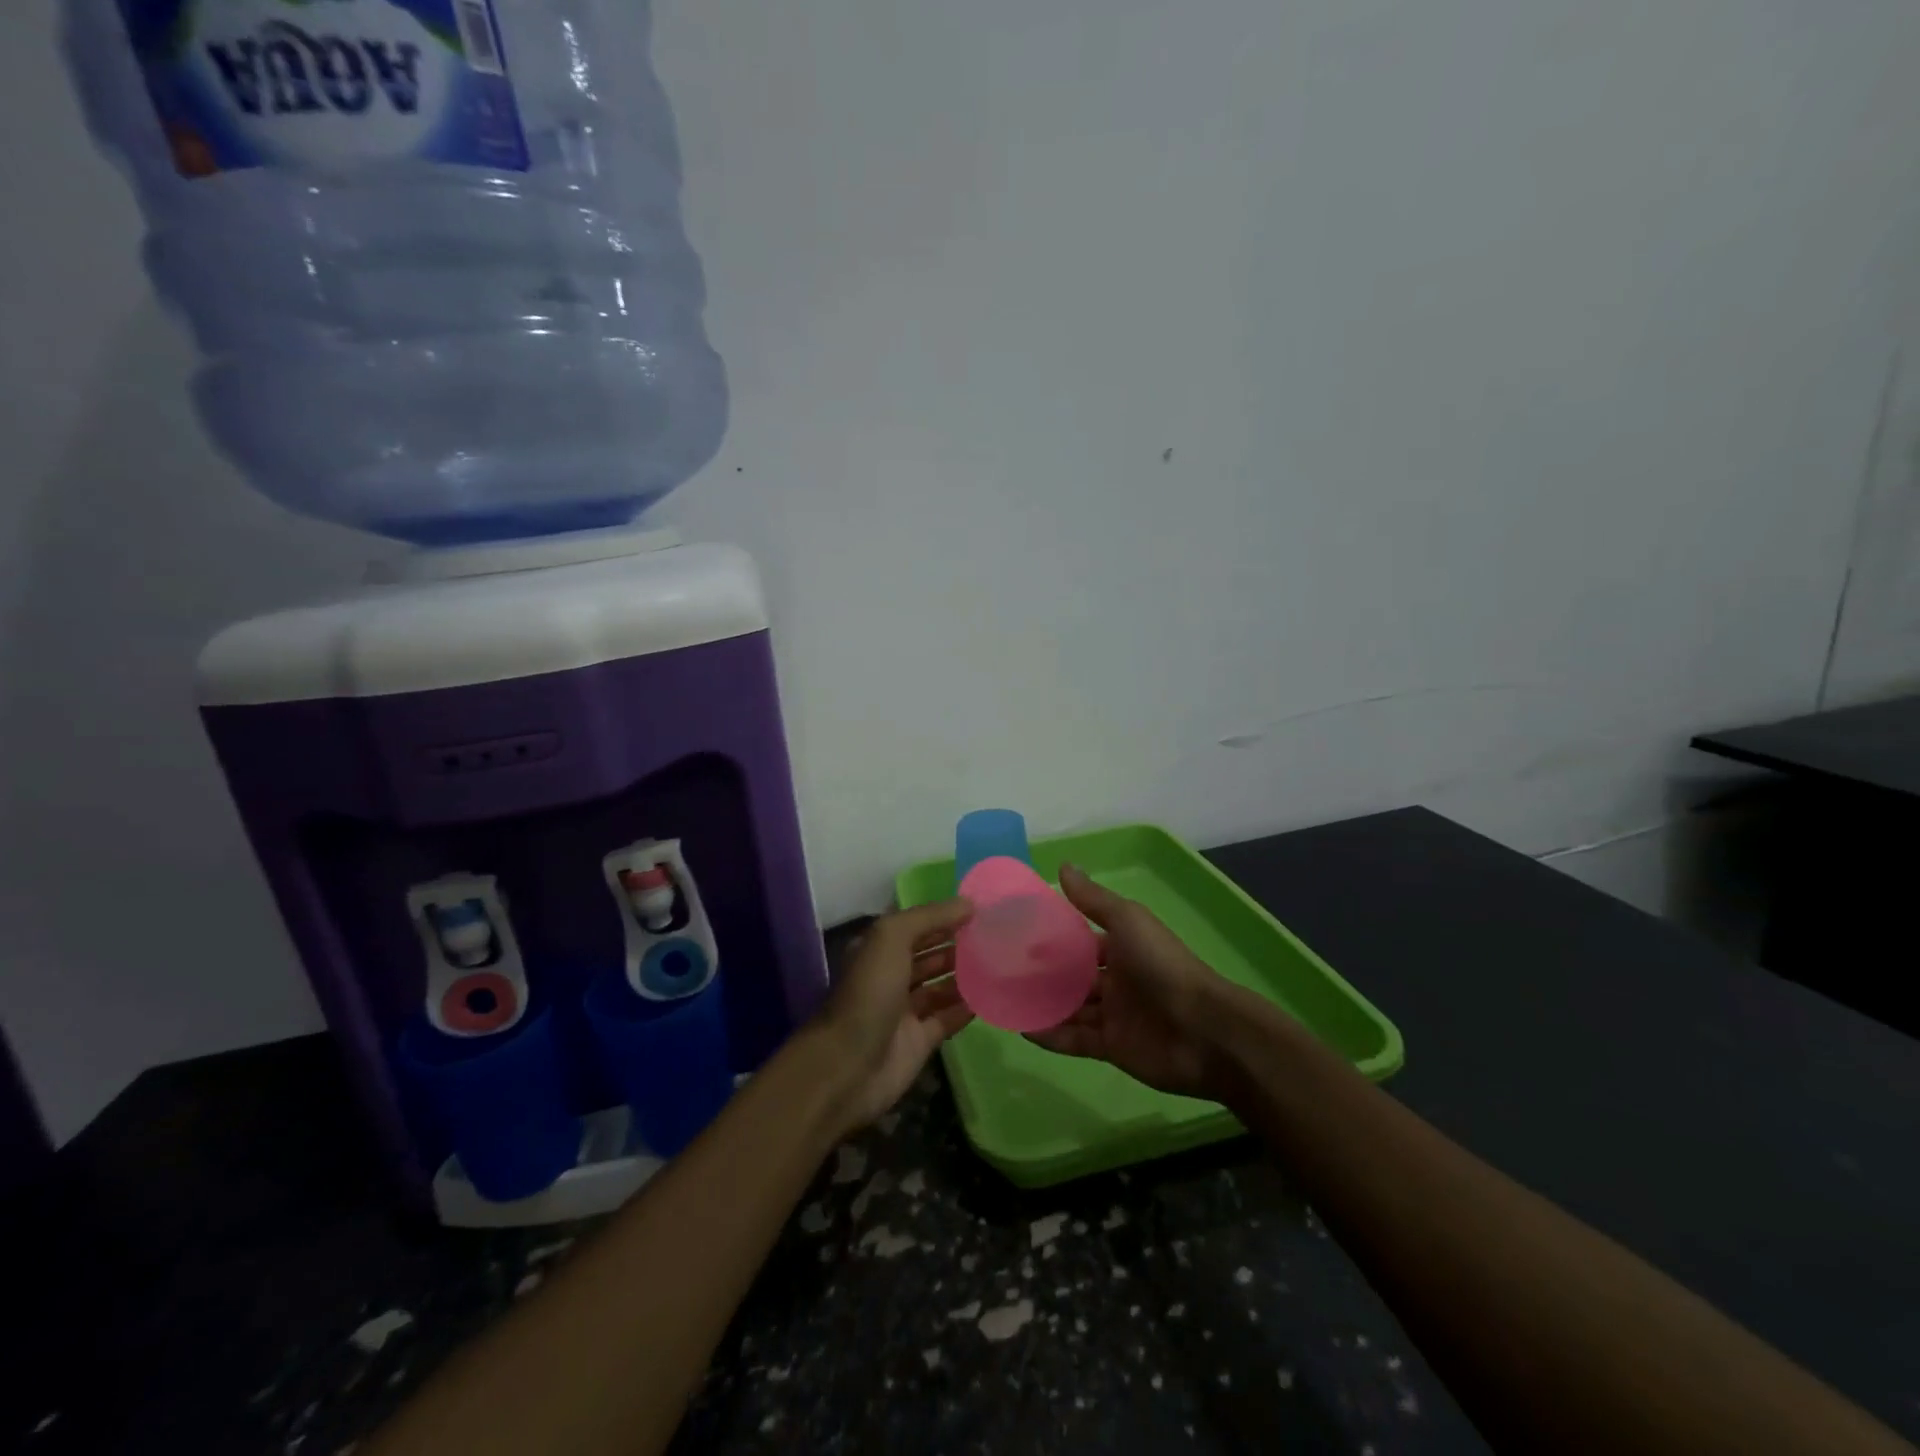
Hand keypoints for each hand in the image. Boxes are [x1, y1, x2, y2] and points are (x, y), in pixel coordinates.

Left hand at [814, 898, 975, 1133]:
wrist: (850, 1065)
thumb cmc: (869, 992)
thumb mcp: (892, 938)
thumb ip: (929, 917)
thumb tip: (968, 903)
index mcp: (878, 950)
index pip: (915, 925)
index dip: (943, 916)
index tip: (980, 909)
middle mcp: (890, 976)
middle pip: (929, 954)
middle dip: (957, 944)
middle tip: (996, 935)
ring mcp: (905, 1011)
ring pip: (940, 986)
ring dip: (965, 974)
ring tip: (1000, 961)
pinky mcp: (920, 1041)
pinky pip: (948, 1018)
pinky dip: (968, 1007)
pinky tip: (993, 995)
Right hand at [1026, 865, 1236, 1099]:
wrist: (1203, 1030)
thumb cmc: (1162, 965)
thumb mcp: (1127, 921)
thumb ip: (1093, 899)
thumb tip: (1063, 866)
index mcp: (1122, 947)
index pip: (1081, 942)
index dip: (1053, 939)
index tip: (1017, 936)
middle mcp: (1117, 979)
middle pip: (1073, 976)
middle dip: (1042, 974)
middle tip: (1001, 970)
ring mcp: (1114, 1015)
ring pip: (1070, 1008)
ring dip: (1042, 1004)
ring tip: (1004, 999)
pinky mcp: (1112, 1048)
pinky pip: (1074, 1039)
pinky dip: (1051, 1035)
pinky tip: (1022, 1028)